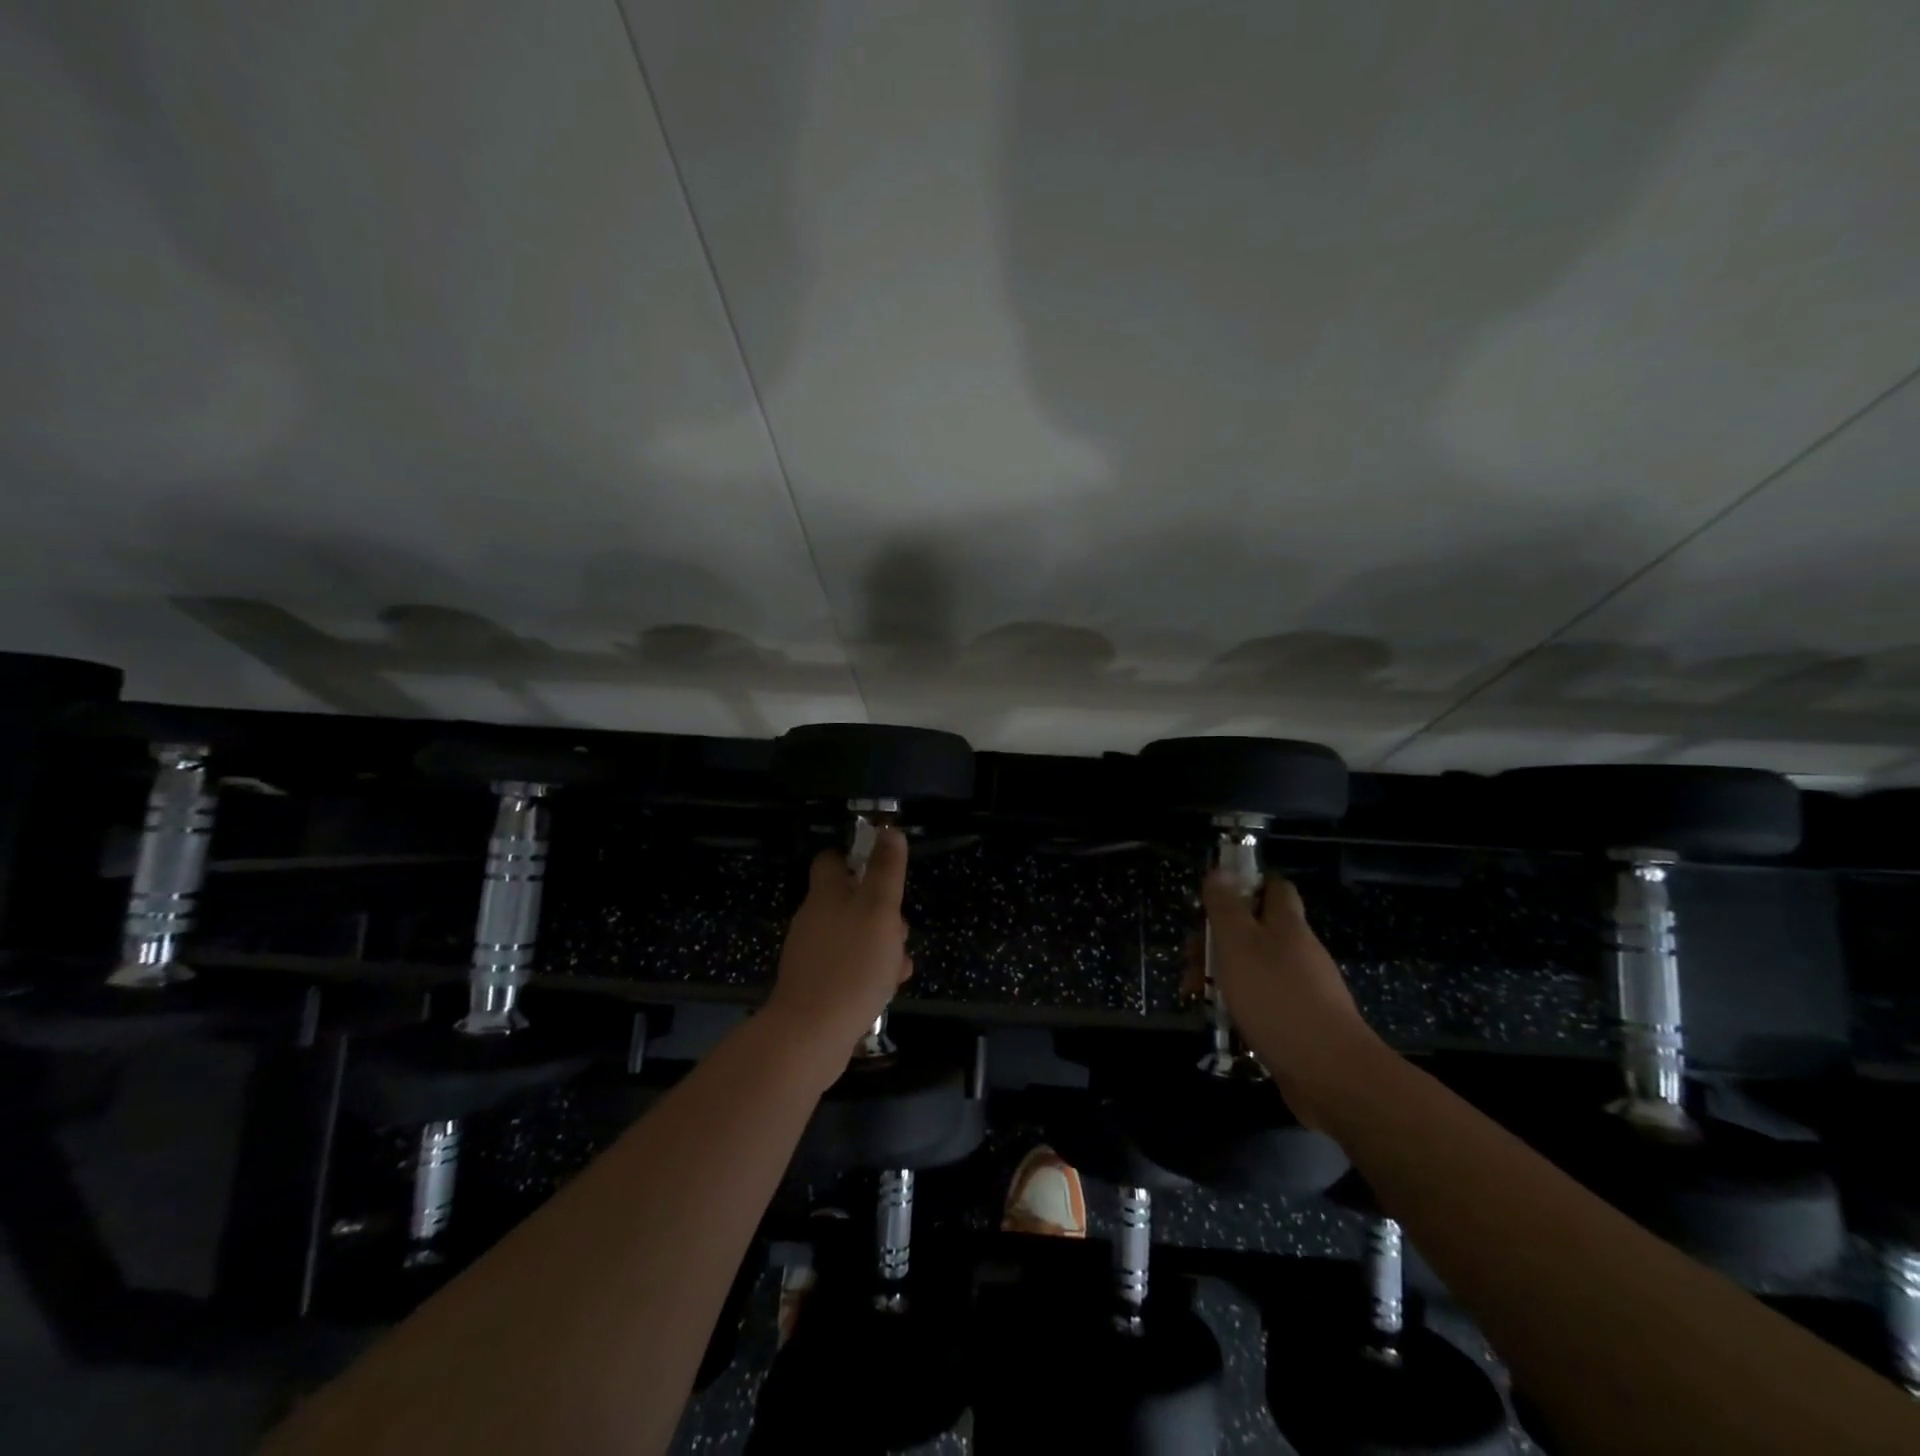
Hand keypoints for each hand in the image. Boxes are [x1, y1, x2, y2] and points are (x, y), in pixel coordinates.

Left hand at [766, 828, 913, 1067]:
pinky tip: (887, 990)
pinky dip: (870, 973)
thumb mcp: (879, 909)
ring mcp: (813, 953)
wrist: (811, 1034)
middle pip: (852, 901)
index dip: (857, 858)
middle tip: (901, 930)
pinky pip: (850, 967)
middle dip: (884, 913)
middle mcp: (814, 918)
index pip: (832, 859)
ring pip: (857, 936)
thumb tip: (889, 829)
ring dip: (883, 946)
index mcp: (825, 894)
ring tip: (899, 968)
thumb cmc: (852, 963)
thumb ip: (886, 869)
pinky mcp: (817, 984)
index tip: (884, 870)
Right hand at [1199, 871, 1381, 1127]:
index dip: (1246, 885)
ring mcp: (1302, 988)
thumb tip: (1219, 872)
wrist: (1329, 1074)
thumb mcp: (1238, 944)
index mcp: (1287, 925)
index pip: (1274, 888)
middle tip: (1189, 957)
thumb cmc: (1276, 997)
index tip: (1214, 898)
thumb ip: (1226, 907)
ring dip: (1221, 974)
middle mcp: (1298, 951)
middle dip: (1217, 939)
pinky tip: (1220, 1019)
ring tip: (1192, 993)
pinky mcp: (1300, 1022)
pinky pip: (1262, 1001)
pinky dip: (1238, 1004)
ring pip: (1254, 967)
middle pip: (1255, 930)